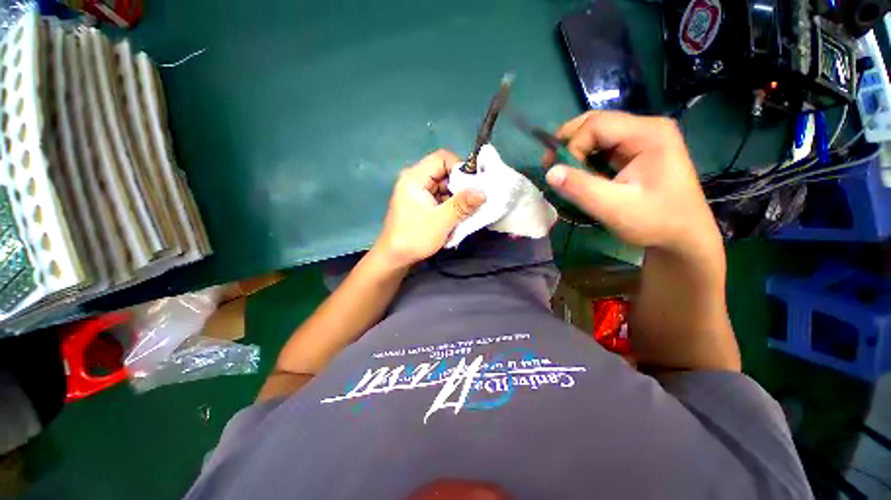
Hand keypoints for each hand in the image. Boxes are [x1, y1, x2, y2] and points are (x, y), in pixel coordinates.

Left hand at [374, 150, 485, 267]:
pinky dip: (450, 205)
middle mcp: (415, 180)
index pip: (442, 158)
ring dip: (457, 198)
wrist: (395, 258)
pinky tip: (457, 217)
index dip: (460, 168)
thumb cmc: (415, 237)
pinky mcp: (421, 204)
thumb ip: (463, 204)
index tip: (474, 185)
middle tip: (474, 201)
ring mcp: (418, 193)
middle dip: (460, 186)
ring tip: (467, 212)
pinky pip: (440, 198)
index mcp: (415, 177)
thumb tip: (484, 191)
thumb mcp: (442, 221)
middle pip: (444, 172)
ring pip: (444, 186)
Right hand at [545, 111, 721, 258]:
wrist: (683, 236)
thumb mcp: (614, 208)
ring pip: (596, 133)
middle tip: (550, 165)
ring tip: (562, 171)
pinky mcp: (635, 151)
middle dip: (568, 143)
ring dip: (574, 150)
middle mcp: (646, 128)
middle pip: (595, 123)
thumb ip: (581, 188)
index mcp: (648, 134)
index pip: (596, 125)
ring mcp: (642, 138)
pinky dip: (584, 158)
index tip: (563, 175)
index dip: (572, 147)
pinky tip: (579, 174)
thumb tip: (549, 173)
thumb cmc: (655, 221)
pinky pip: (602, 147)